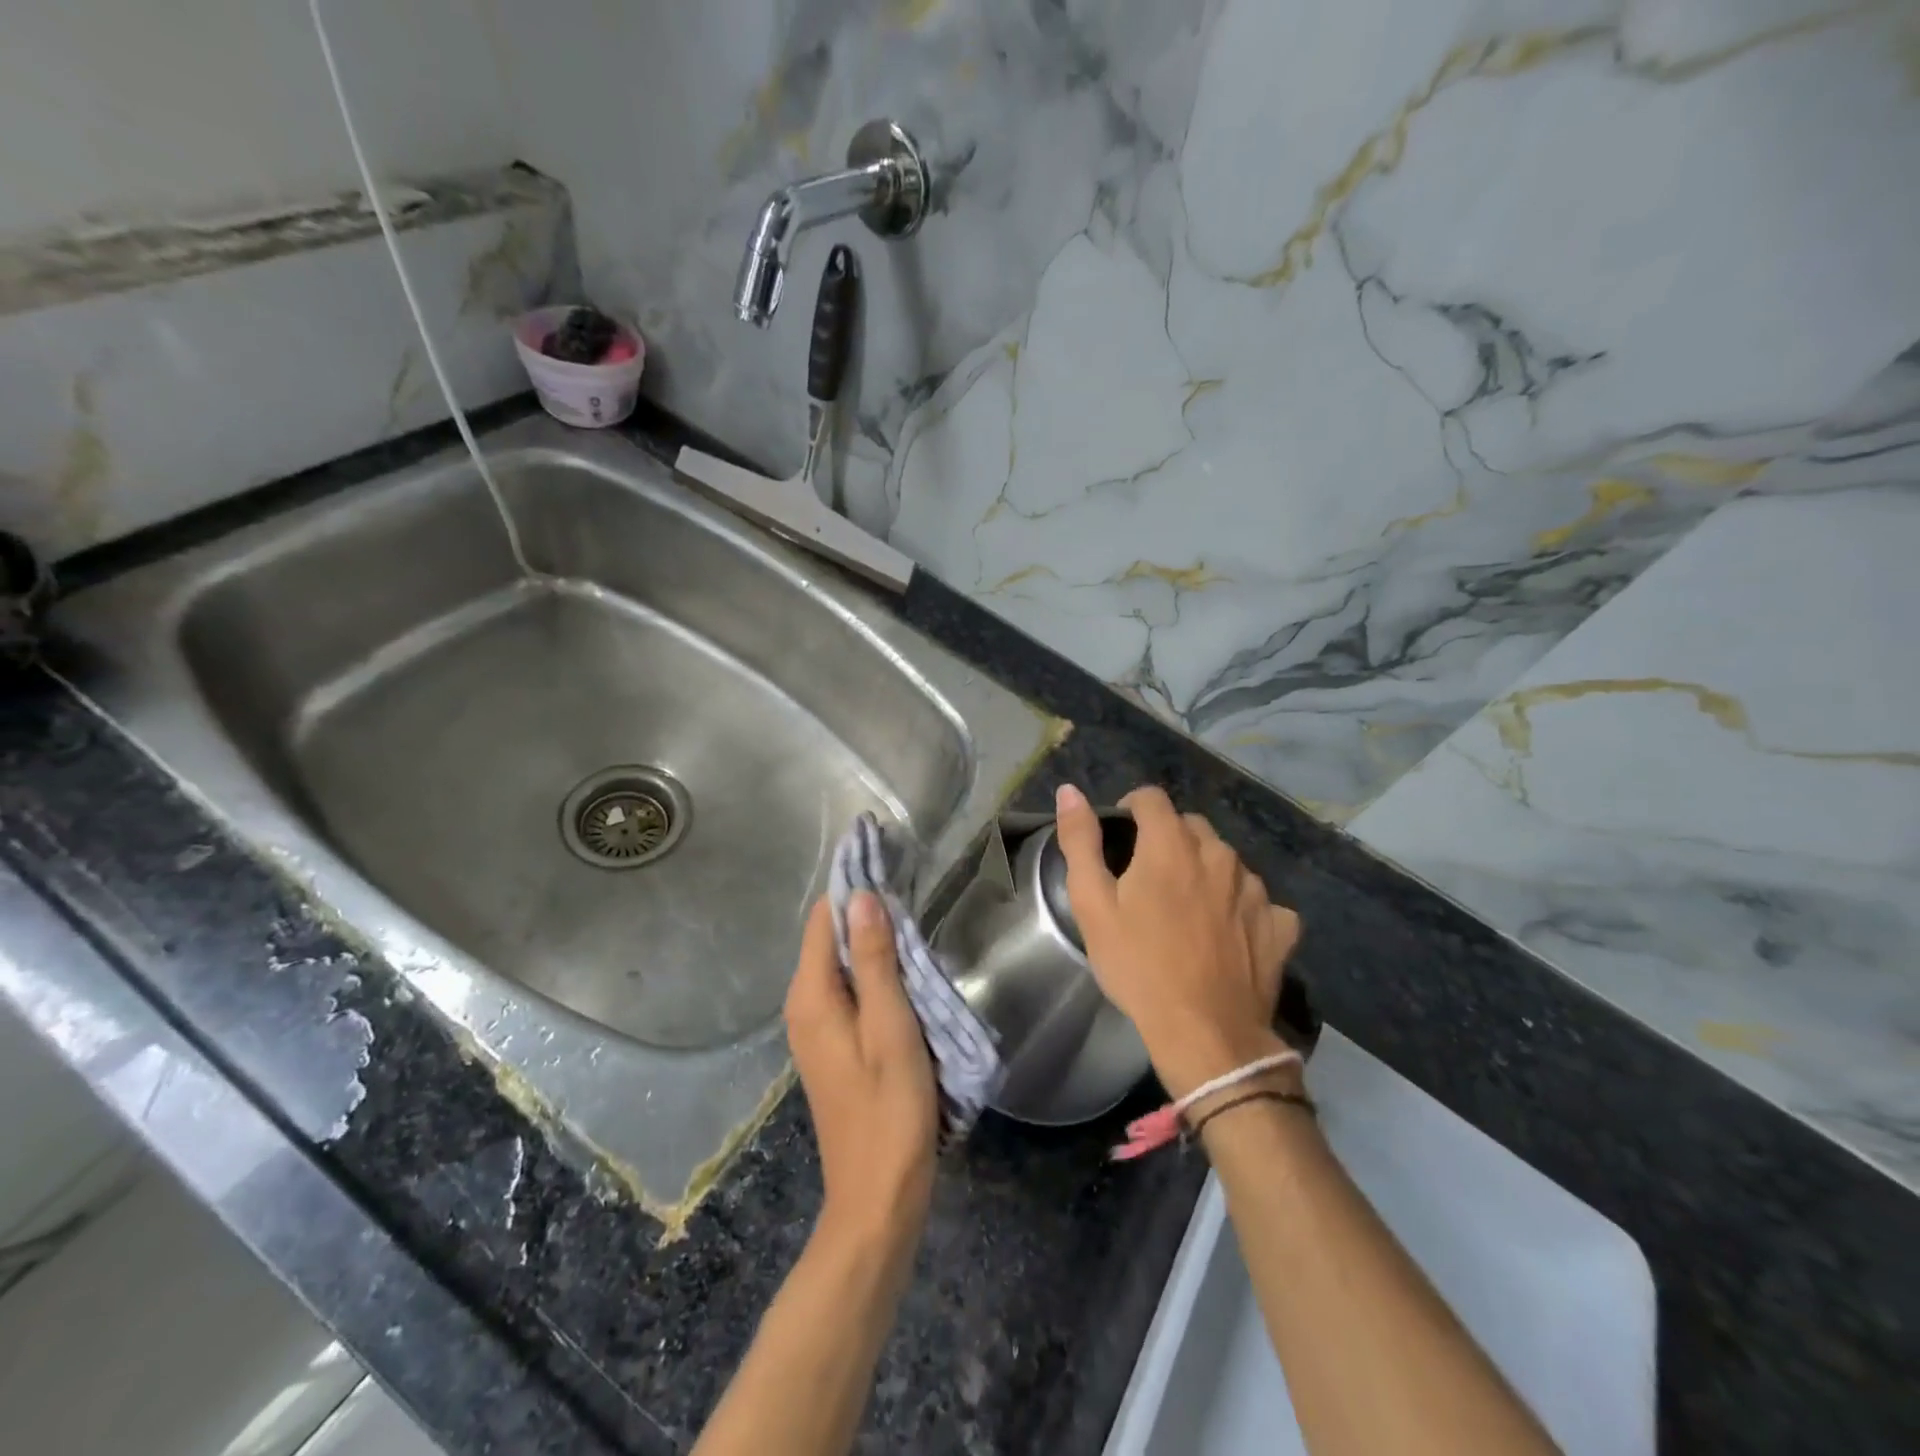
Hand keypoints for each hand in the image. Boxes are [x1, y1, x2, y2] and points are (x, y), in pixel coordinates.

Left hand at [784, 893, 937, 1249]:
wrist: (878, 1195)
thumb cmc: (890, 1109)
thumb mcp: (890, 1028)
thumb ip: (875, 961)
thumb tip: (861, 897)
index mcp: (811, 996)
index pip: (824, 919)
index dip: (853, 886)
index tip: (888, 860)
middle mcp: (804, 1005)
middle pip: (830, 938)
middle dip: (865, 910)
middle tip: (910, 887)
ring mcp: (816, 1027)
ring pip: (842, 963)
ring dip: (874, 941)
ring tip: (914, 920)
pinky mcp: (833, 1044)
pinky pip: (849, 989)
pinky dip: (874, 971)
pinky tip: (905, 969)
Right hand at [1055, 783, 1300, 1100]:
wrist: (1205, 1034)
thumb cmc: (1139, 966)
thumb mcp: (1092, 905)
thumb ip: (1080, 841)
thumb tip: (1070, 790)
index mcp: (1172, 844)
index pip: (1152, 798)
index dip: (1131, 809)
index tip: (1120, 839)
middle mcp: (1219, 854)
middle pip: (1190, 826)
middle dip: (1167, 840)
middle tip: (1147, 881)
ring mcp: (1255, 889)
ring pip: (1225, 860)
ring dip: (1204, 870)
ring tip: (1185, 909)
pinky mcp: (1278, 923)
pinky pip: (1258, 899)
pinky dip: (1240, 905)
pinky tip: (1227, 932)